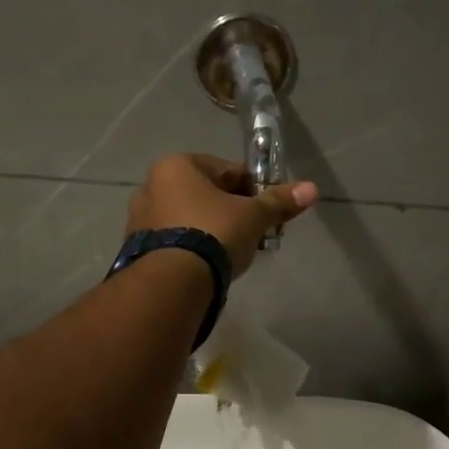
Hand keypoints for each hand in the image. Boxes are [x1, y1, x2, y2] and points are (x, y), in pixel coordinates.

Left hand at [126, 153, 317, 276]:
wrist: (173, 282)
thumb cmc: (214, 234)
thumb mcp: (253, 216)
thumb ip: (279, 202)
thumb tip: (311, 188)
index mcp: (177, 166)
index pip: (227, 170)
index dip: (254, 190)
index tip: (267, 211)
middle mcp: (152, 185)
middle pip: (206, 194)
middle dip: (232, 212)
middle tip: (253, 234)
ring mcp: (140, 218)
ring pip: (189, 218)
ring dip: (211, 231)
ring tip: (232, 254)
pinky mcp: (137, 249)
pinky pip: (175, 241)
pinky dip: (193, 248)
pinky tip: (209, 266)